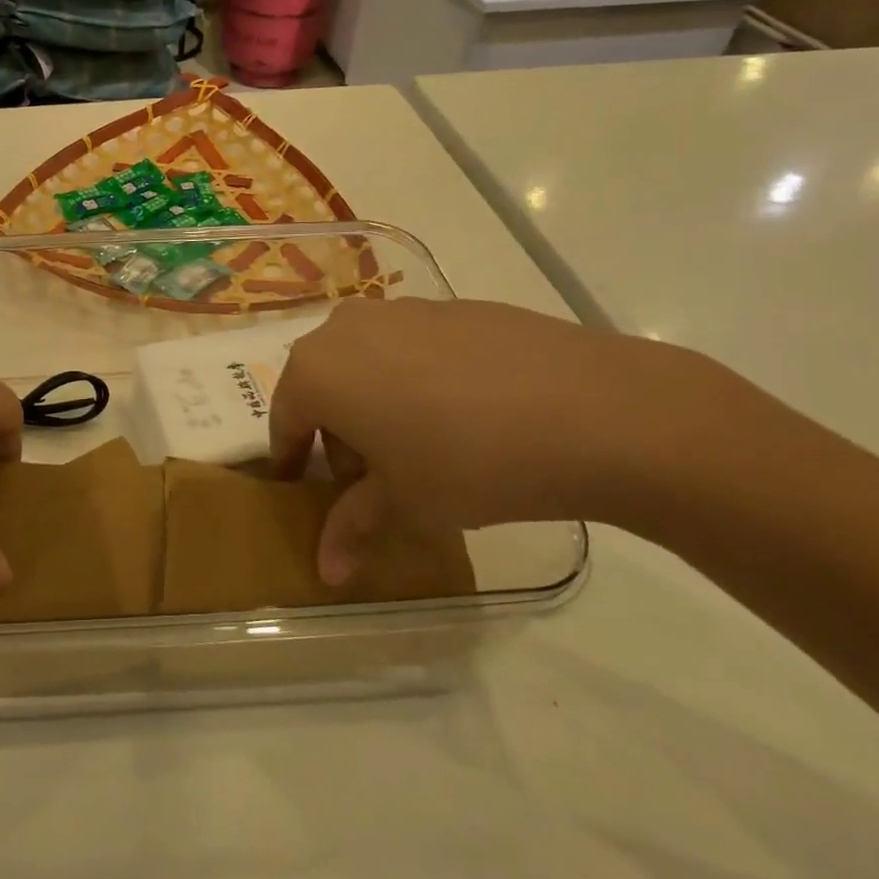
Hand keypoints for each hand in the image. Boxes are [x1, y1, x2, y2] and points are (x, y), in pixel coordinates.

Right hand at [270, 297, 735, 583]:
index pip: (284, 420)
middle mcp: (346, 328)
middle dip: (336, 431)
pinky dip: (416, 378)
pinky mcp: (452, 306)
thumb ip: (354, 529)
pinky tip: (465, 414)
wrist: (593, 410)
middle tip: (369, 476)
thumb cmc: (469, 461)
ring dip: (374, 401)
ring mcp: (402, 310)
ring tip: (419, 445)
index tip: (303, 488)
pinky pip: (412, 346)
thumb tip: (326, 572)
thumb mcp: (405, 503)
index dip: (292, 460)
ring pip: (365, 361)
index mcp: (317, 371)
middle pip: (323, 385)